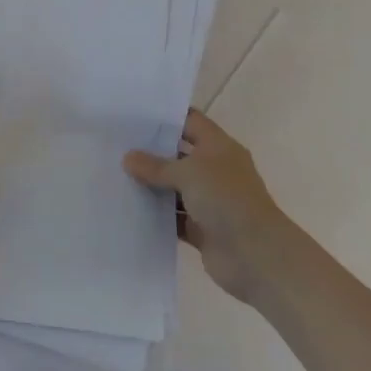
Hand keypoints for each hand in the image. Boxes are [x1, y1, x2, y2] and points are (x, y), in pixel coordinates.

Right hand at [123, 110, 303, 302]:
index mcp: (219, 148)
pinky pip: (173, 218)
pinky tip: (128, 209)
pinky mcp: (201, 229)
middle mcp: (215, 171)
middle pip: (178, 155)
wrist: (255, 255)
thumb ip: (156, 166)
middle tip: (115, 146)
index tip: (132, 115)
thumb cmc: (226, 200)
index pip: (190, 122)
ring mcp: (209, 201)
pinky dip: (156, 215)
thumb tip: (128, 158)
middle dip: (150, 152)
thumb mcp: (188, 173)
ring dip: (150, 186)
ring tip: (114, 176)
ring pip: (173, 189)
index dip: (165, 116)